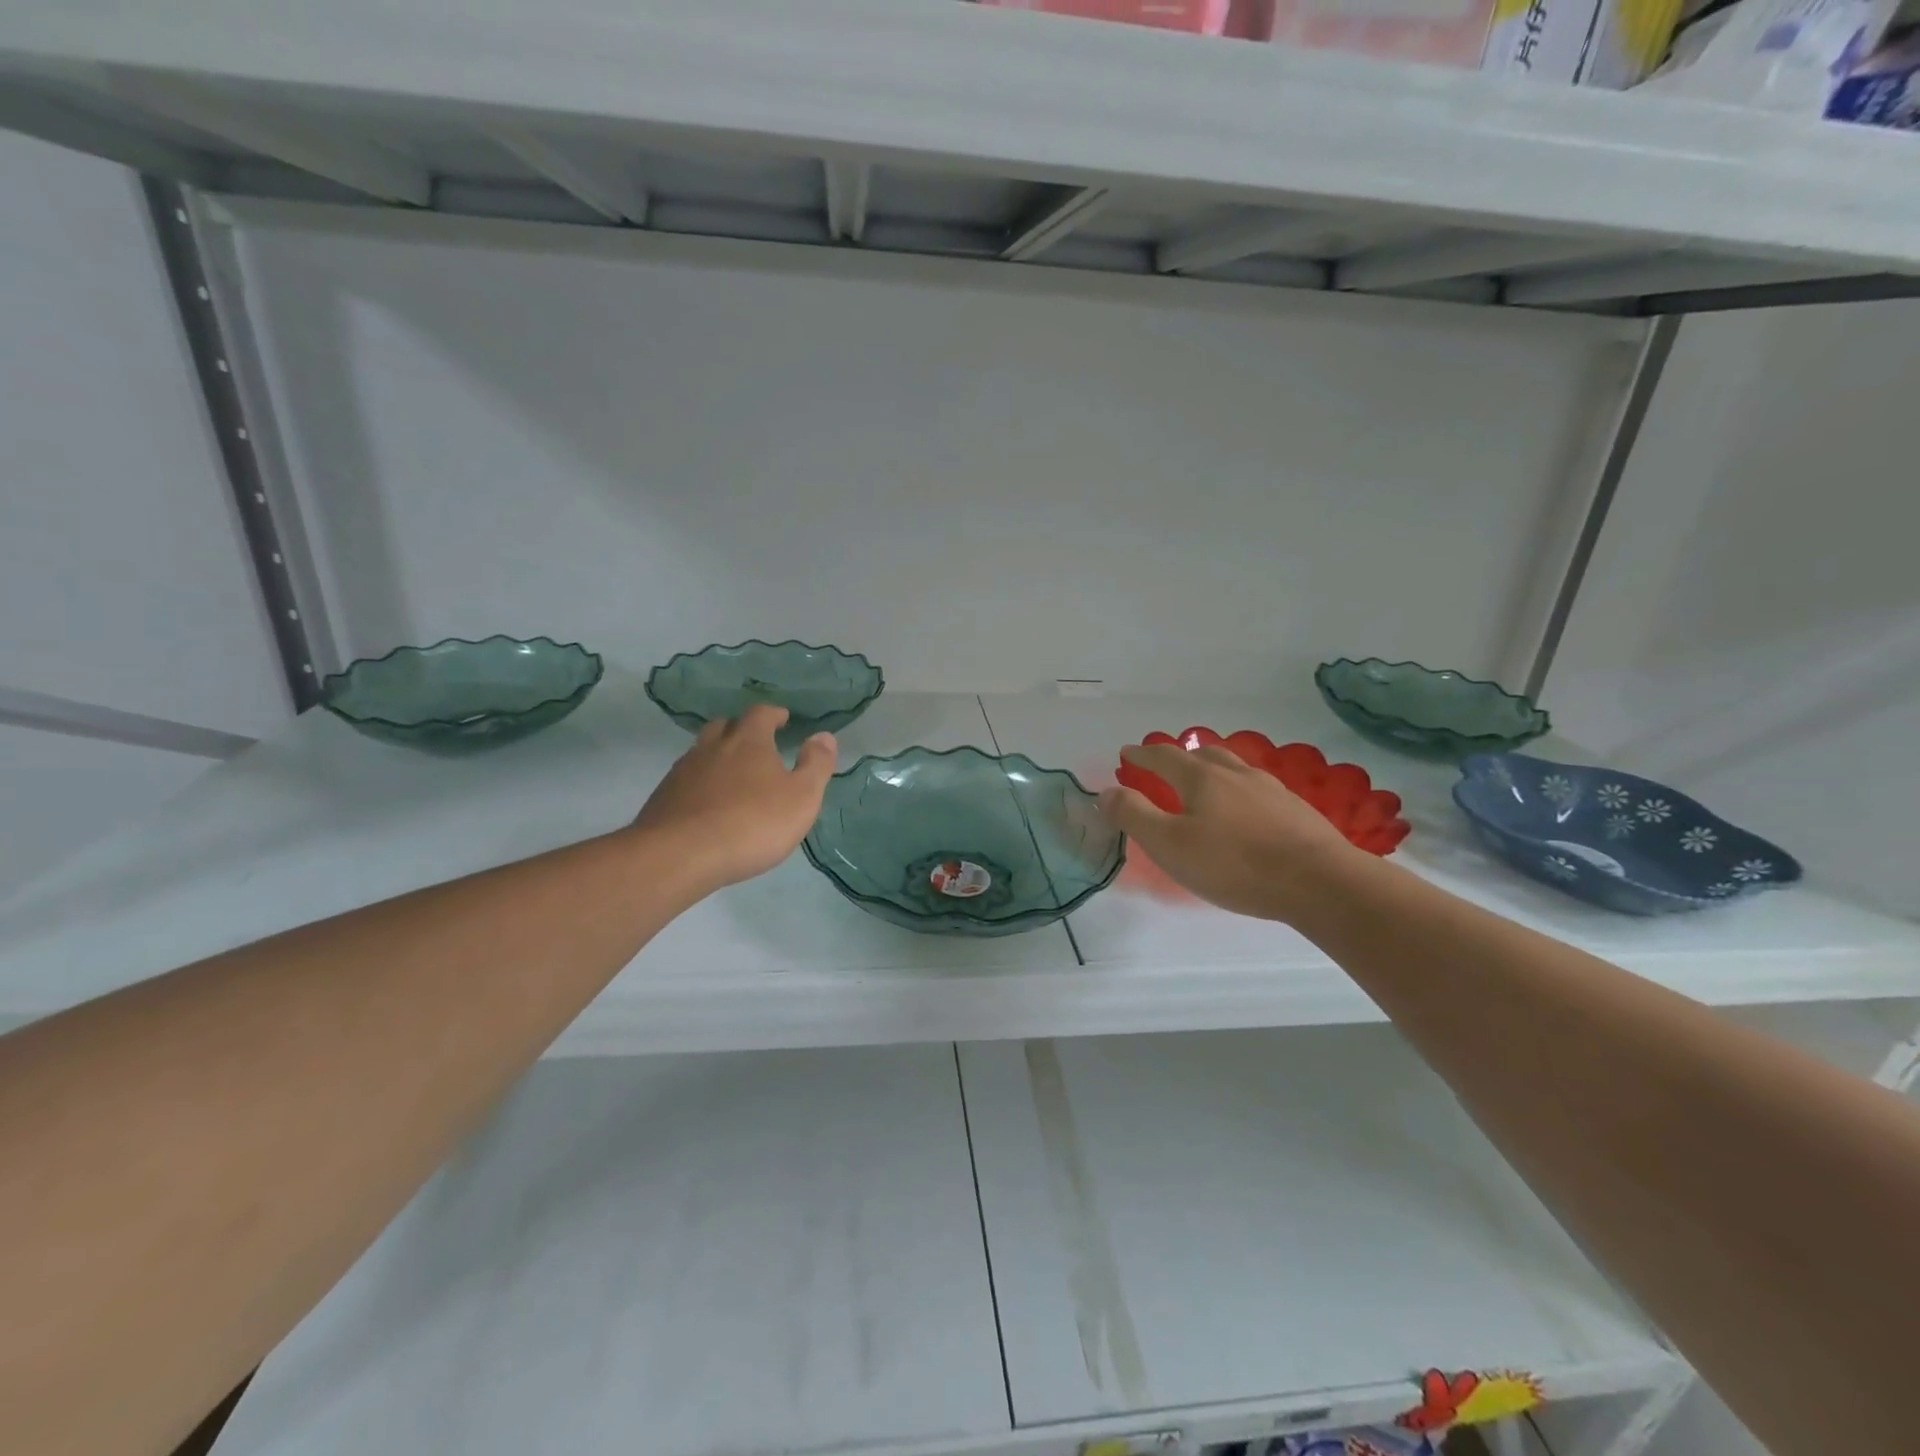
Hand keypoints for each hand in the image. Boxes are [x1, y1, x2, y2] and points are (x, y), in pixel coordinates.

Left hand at [629, 705, 835, 892]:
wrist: (680, 855)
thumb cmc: (752, 823)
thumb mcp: (801, 797)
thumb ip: (816, 765)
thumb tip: (824, 736)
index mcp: (748, 741)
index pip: (760, 714)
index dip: (774, 714)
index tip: (783, 719)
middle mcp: (712, 747)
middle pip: (725, 726)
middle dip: (741, 729)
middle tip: (756, 743)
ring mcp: (683, 771)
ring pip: (702, 752)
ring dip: (718, 756)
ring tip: (733, 775)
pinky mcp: (664, 797)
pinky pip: (686, 780)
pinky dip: (700, 783)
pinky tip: (709, 804)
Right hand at [1099, 743, 1365, 921]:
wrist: (1320, 882)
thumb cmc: (1234, 864)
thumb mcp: (1170, 845)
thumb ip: (1134, 815)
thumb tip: (1106, 791)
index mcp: (1201, 778)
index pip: (1163, 757)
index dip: (1141, 755)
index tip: (1126, 753)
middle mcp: (1236, 774)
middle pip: (1202, 754)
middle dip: (1178, 756)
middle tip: (1163, 764)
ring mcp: (1270, 789)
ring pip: (1233, 767)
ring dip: (1211, 768)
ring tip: (1204, 781)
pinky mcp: (1295, 809)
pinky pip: (1256, 788)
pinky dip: (1238, 788)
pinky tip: (1245, 808)